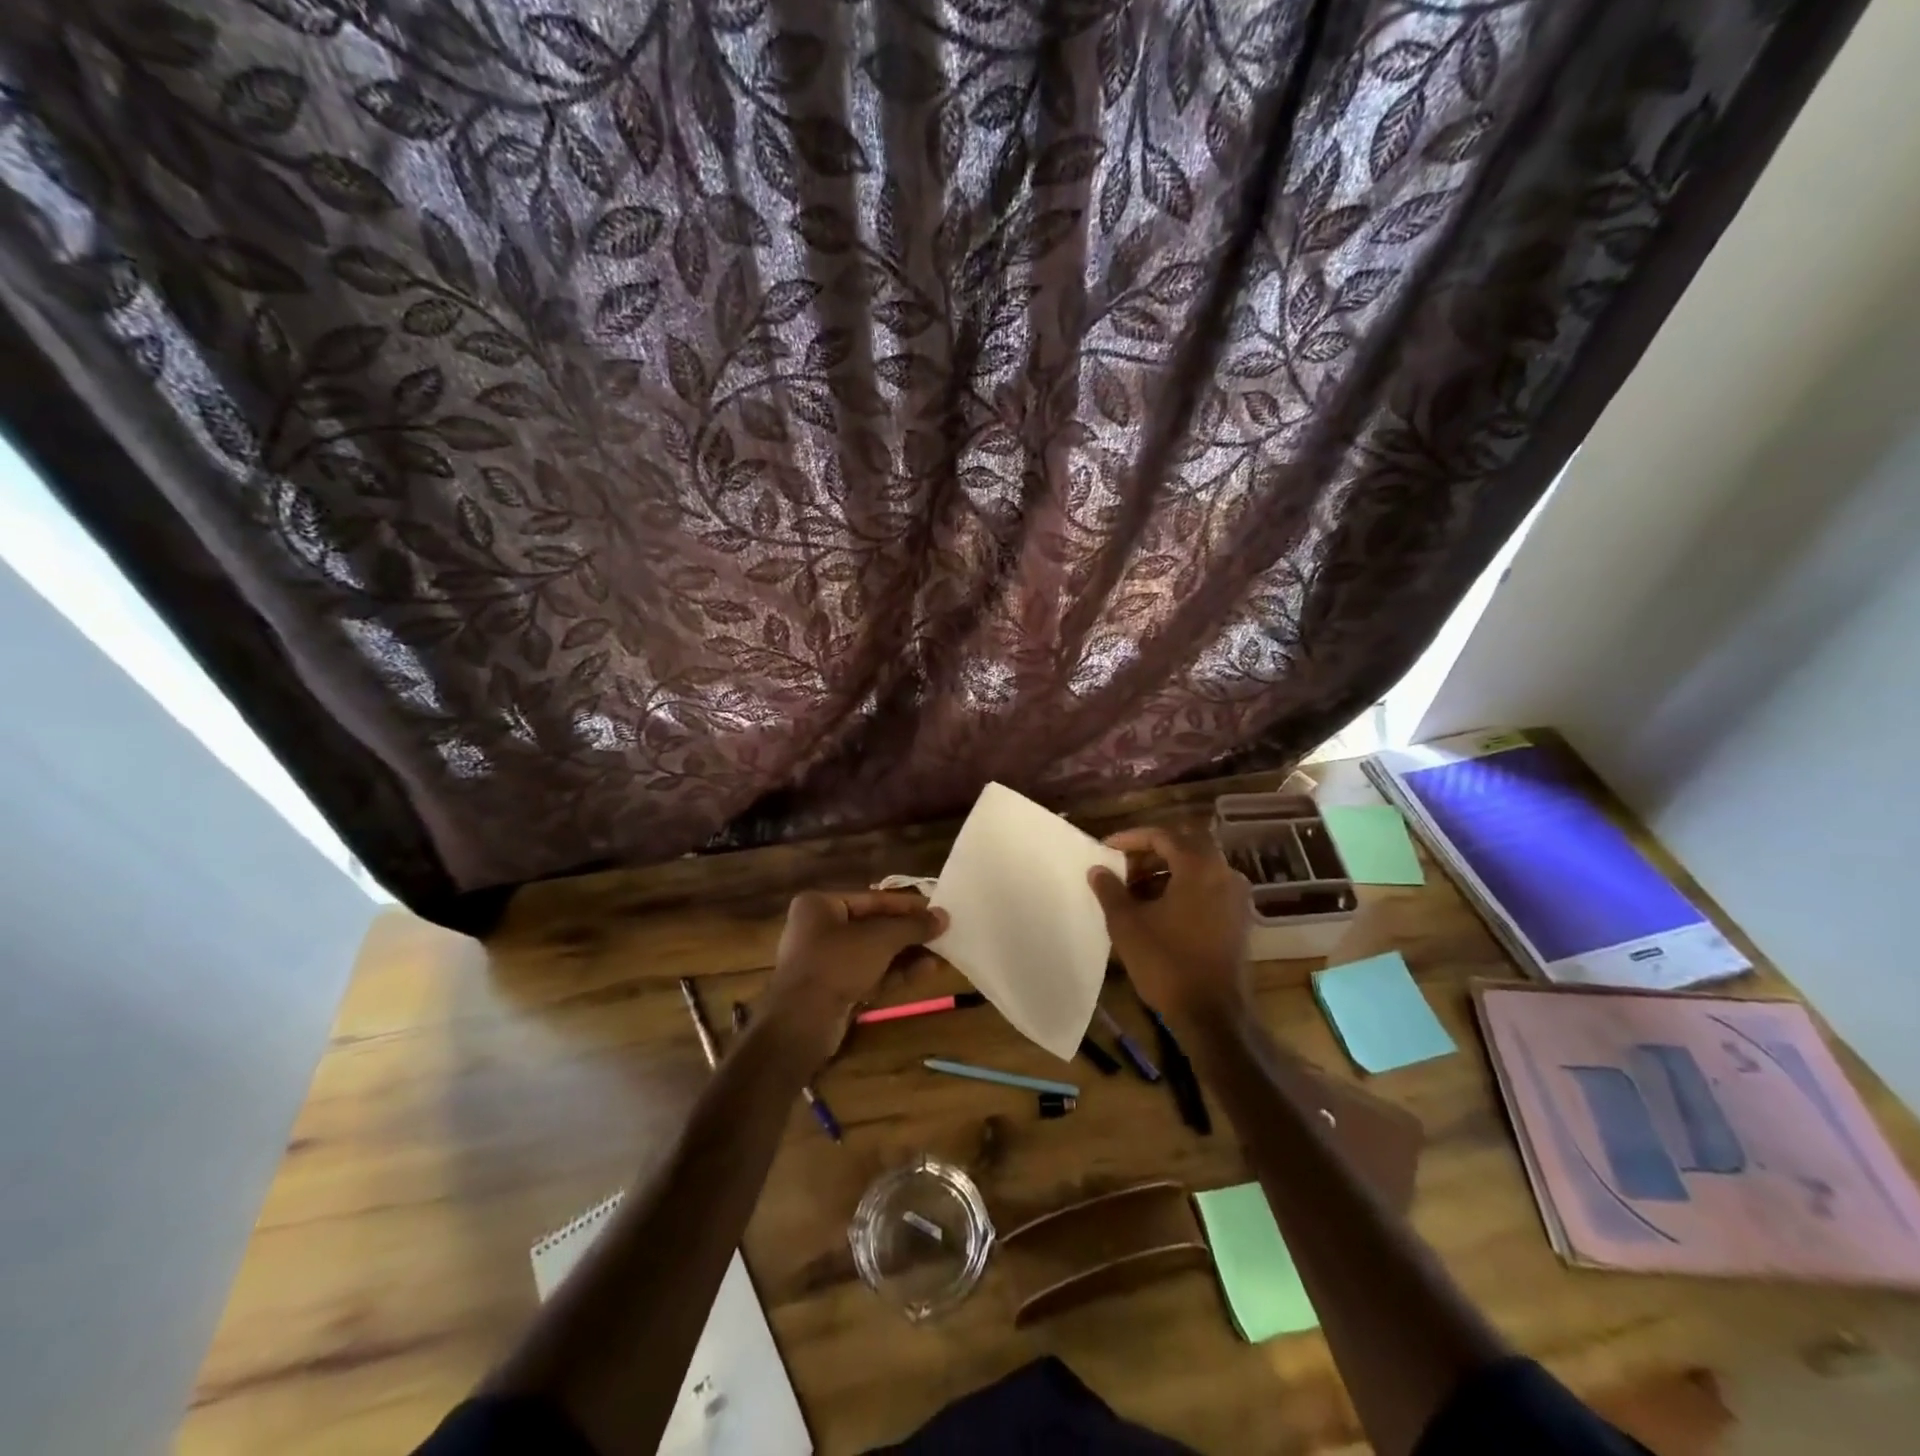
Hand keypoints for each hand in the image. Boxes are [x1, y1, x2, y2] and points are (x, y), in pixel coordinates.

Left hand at [763, 890, 946, 1064]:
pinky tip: (927, 971)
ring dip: (907, 954)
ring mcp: (827, 962)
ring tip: (943, 954)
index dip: (907, 905)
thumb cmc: (836, 964)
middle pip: (874, 926)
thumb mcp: (879, 939)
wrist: (801, 1023)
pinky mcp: (836, 990)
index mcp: (820, 905)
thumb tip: (944, 916)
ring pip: (875, 953)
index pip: (872, 899)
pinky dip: (896, 973)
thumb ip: (912, 926)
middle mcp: (820, 929)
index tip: (937, 909)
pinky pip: (871, 974)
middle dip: (909, 933)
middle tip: (942, 933)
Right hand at [1088, 826, 1251, 1024]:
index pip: (1163, 836)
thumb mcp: (1127, 924)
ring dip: (1166, 871)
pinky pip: (1208, 888)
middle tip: (1122, 866)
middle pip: (1186, 846)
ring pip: (1198, 868)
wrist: (1213, 1015)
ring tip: (1135, 890)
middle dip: (1151, 852)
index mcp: (1200, 867)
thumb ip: (1110, 890)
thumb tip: (1097, 869)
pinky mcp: (1239, 920)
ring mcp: (1237, 898)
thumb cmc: (1167, 963)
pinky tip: (1158, 909)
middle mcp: (1225, 873)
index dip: (1131, 838)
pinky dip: (1183, 888)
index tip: (1106, 849)